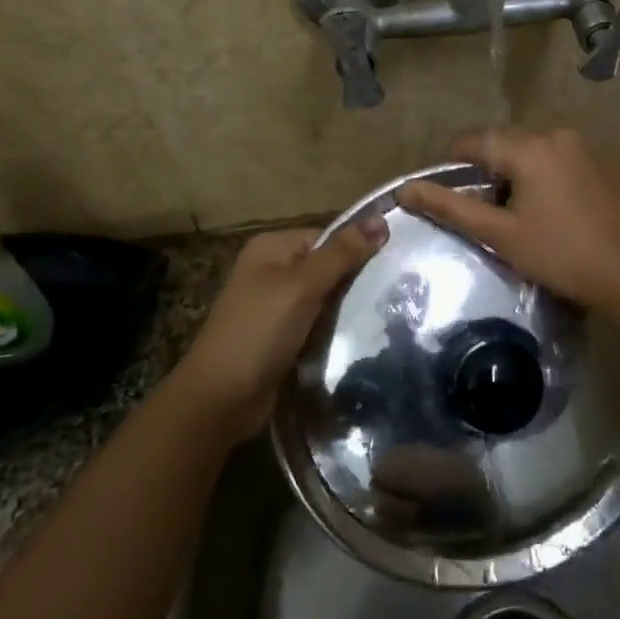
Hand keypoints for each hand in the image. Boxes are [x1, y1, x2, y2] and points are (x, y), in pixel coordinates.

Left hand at [168, 221, 386, 441]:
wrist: (222, 398)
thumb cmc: (260, 331)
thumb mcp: (302, 286)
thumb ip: (341, 254)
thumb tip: (380, 220)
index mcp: (272, 248)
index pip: (327, 237)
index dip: (358, 248)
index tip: (395, 263)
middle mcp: (272, 271)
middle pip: (327, 267)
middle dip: (355, 281)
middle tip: (398, 291)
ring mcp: (276, 306)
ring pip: (326, 299)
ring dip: (348, 309)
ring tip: (388, 314)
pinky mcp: (283, 337)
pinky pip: (318, 324)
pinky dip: (335, 330)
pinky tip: (363, 337)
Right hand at [397, 128, 619, 311]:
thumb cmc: (560, 255)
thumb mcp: (500, 234)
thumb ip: (451, 208)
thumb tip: (404, 190)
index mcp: (529, 148)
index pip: (474, 141)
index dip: (452, 163)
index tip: (446, 192)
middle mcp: (557, 135)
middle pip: (505, 144)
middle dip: (488, 171)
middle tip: (484, 210)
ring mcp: (585, 147)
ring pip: (534, 151)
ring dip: (517, 173)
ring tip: (517, 214)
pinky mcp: (605, 164)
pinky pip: (560, 159)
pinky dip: (545, 176)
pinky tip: (552, 211)